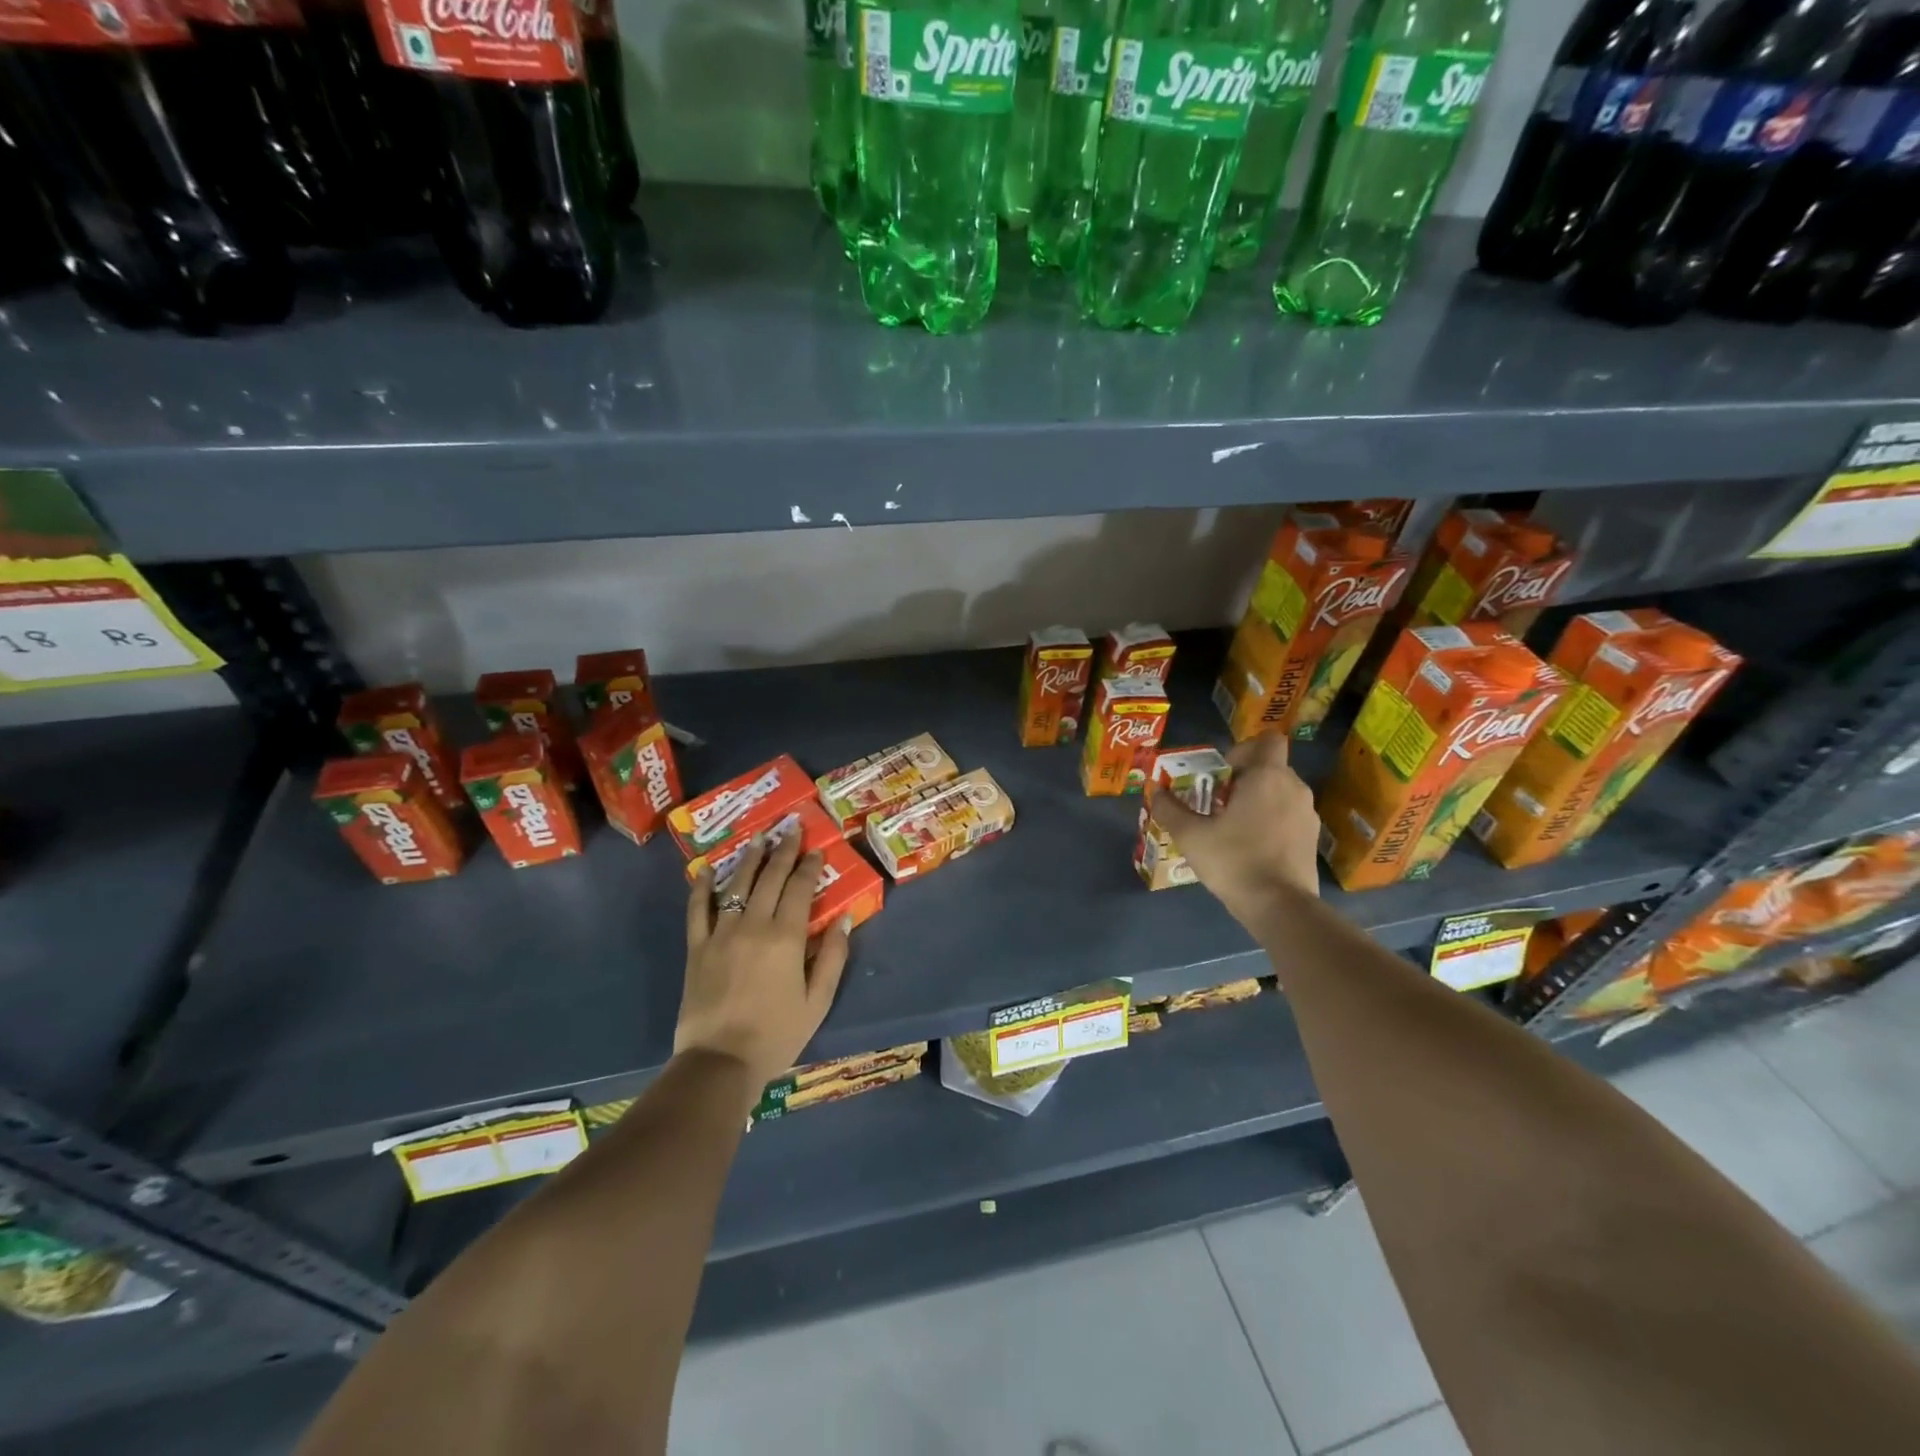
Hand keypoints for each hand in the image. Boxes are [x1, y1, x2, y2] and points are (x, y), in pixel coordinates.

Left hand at [674, 831, 851, 1097]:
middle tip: (790, 829)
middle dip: (783, 851)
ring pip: (736, 885)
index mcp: (786, 938)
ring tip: (759, 839)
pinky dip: (701, 888)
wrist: (720, 1063)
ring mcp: (721, 934)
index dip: (809, 866)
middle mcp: (754, 925)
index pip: (800, 889)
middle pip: (770, 878)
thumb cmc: (776, 1035)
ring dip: (749, 859)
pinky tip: (705, 871)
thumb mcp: (818, 1001)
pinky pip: (697, 910)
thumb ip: (833, 957)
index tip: (816, 849)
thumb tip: (845, 919)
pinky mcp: (697, 948)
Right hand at [1151, 734, 1319, 932]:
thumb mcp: (1191, 835)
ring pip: (1280, 793)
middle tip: (1216, 801)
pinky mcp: (1311, 839)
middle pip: (1270, 768)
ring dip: (1258, 800)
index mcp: (1267, 777)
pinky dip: (1271, 822)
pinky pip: (1288, 816)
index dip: (1244, 749)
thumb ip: (1169, 809)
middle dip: (1244, 778)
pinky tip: (1250, 847)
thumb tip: (1155, 792)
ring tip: (1231, 826)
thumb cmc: (1235, 860)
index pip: (1267, 740)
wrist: (1281, 907)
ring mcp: (1308, 815)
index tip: (1222, 772)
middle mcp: (1294, 788)